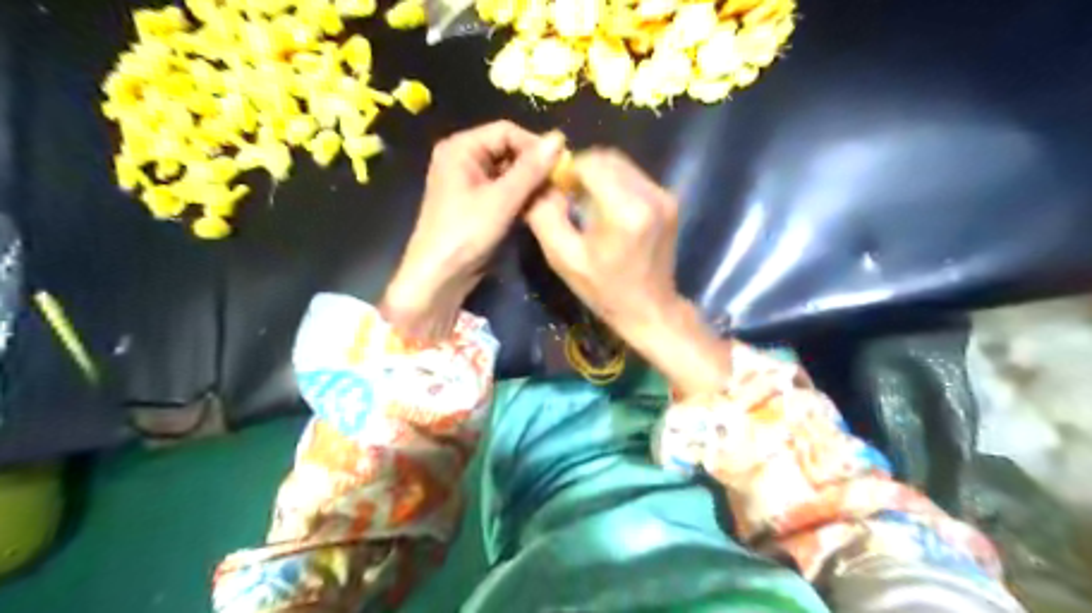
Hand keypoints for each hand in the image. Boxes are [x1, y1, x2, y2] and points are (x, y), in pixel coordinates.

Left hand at [381, 120, 562, 339]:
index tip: (560, 166)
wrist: (439, 278)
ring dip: (530, 185)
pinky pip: (504, 191)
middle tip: (559, 185)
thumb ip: (531, 169)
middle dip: (534, 167)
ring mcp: (469, 183)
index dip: (534, 145)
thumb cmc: (465, 234)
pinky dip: (521, 198)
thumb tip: (560, 138)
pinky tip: (538, 209)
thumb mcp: (501, 200)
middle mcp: (463, 159)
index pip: (506, 131)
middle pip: (508, 151)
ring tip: (552, 198)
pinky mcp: (477, 204)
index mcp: (461, 148)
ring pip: (509, 173)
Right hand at [522, 149, 727, 396]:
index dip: (567, 170)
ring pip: (622, 165)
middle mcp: (650, 196)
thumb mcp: (564, 259)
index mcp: (625, 211)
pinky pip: (635, 178)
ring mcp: (664, 197)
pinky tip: (606, 208)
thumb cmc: (604, 290)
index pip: (590, 163)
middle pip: (607, 159)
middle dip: (582, 170)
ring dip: (598, 176)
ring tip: (584, 202)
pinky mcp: (669, 201)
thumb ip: (545, 216)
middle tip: (566, 194)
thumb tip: (538, 184)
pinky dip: (615, 184)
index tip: (554, 189)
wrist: (650, 309)